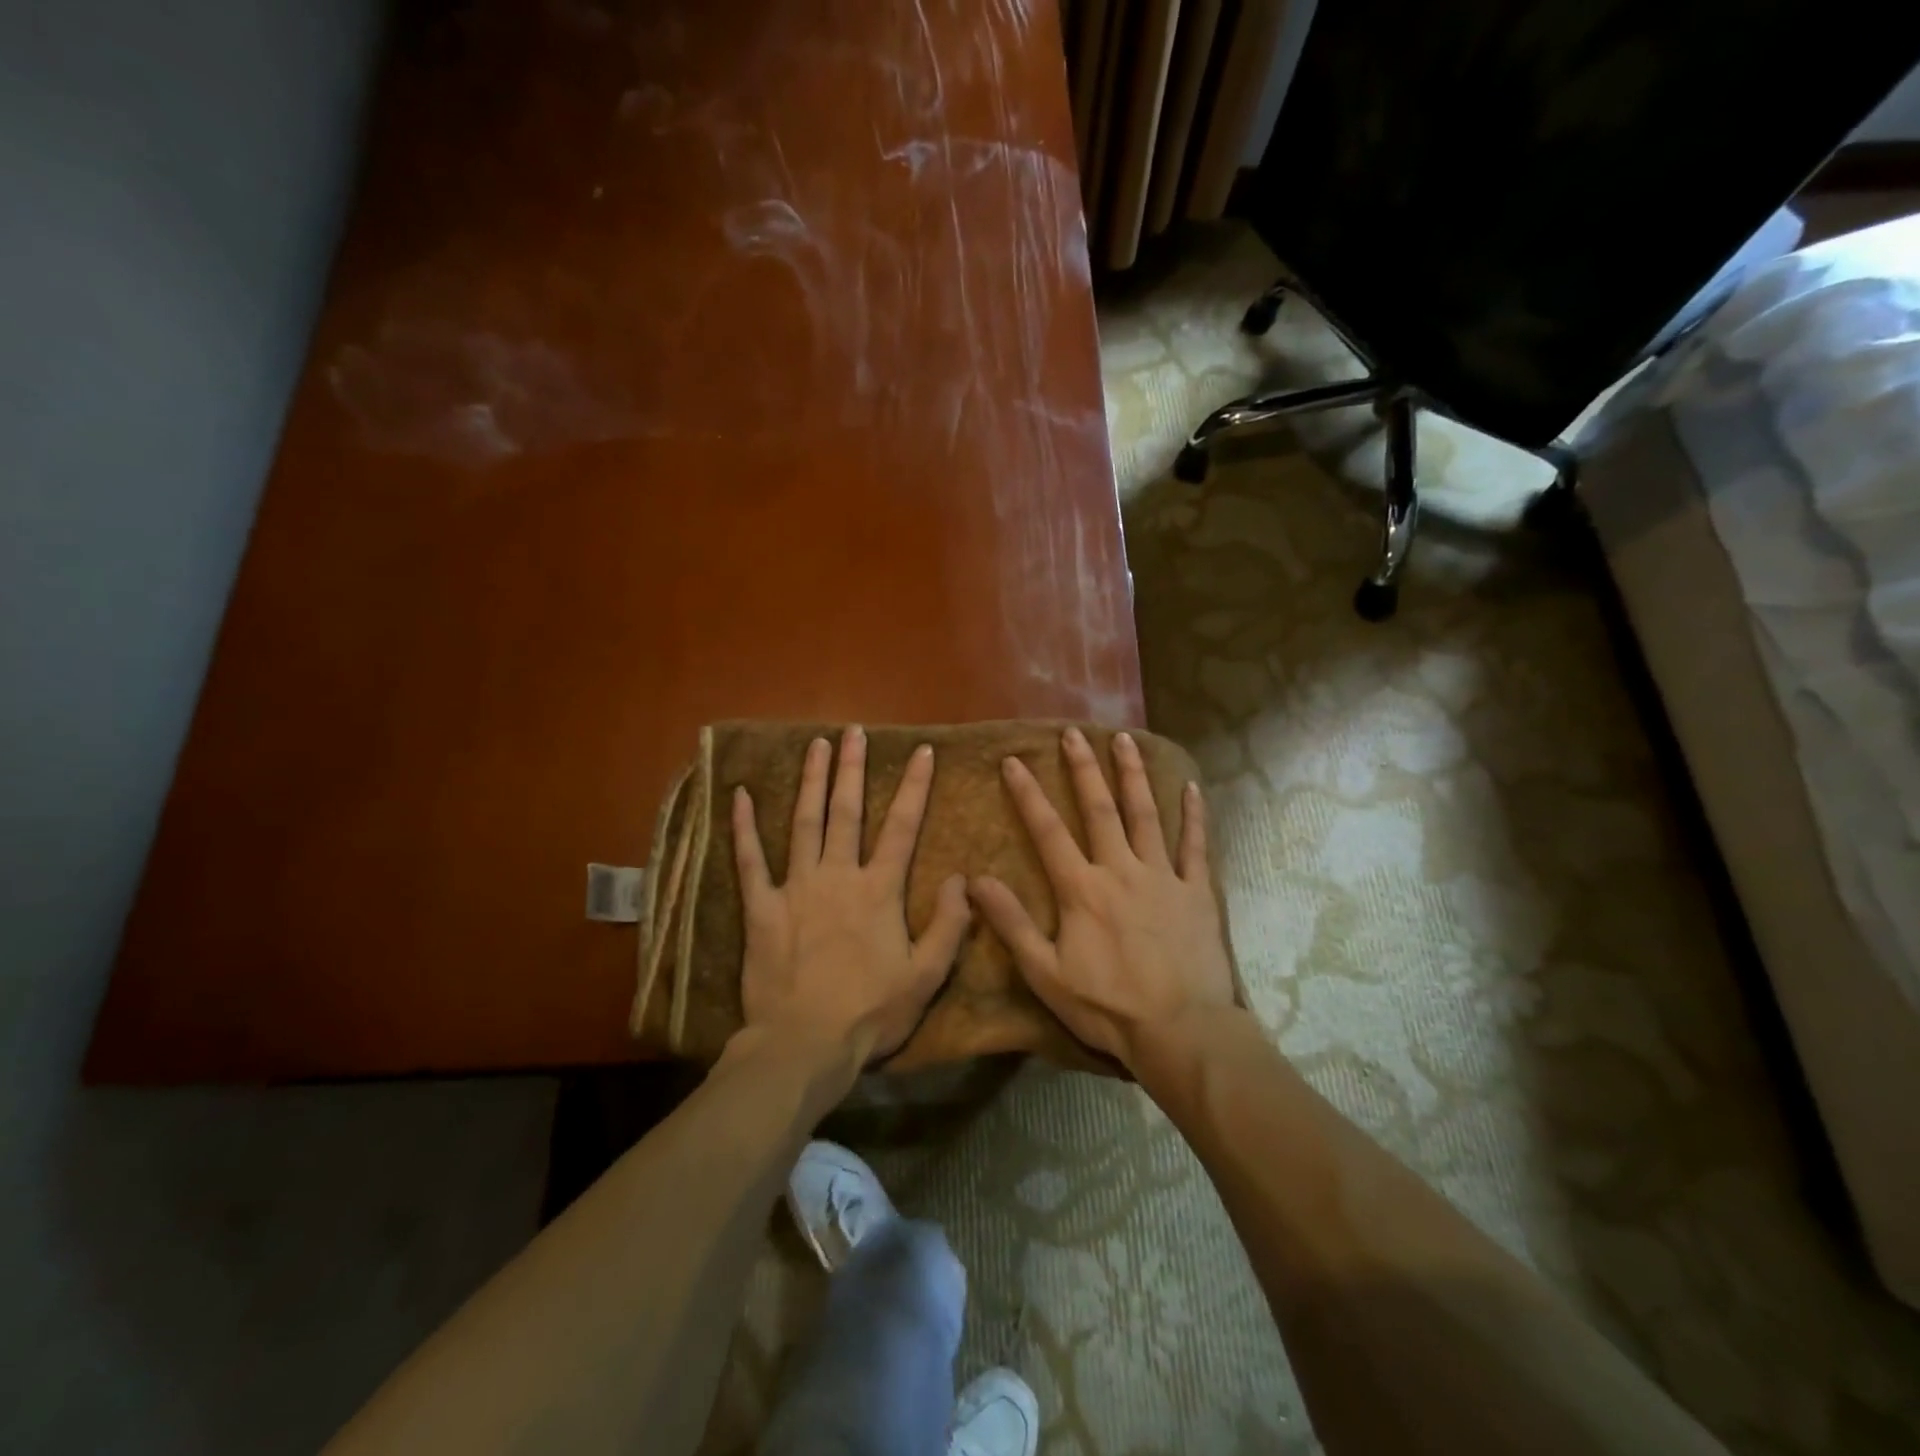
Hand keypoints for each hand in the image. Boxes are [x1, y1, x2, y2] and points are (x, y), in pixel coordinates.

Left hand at [732, 727, 971, 1066]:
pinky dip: (744, 828)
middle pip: (847, 811)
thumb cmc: (870, 1012)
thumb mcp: (926, 975)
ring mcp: (795, 888)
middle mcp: (837, 876)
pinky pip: (750, 861)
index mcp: (878, 890)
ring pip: (804, 823)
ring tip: (815, 745)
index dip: (914, 787)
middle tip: (854, 731)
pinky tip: (740, 795)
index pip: (902, 827)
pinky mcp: (761, 908)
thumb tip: (962, 878)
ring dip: (811, 781)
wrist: (804, 1044)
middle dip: (852, 768)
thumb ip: (949, 925)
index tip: (921, 751)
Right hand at [968, 727, 1235, 1069]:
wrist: (1180, 1031)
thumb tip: (975, 881)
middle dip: (1083, 768)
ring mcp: (1163, 877)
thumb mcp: (1045, 973)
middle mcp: (1121, 870)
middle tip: (1073, 733)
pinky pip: (1195, 846)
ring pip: (1146, 815)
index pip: (1048, 831)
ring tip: (1125, 738)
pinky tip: (1192, 786)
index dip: (1028, 794)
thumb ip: (1011, 923)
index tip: (1014, 760)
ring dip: (1133, 775)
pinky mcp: (1196, 892)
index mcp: (1082, 889)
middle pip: (1100, 809)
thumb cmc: (1107, 1006)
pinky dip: (1194, 815)